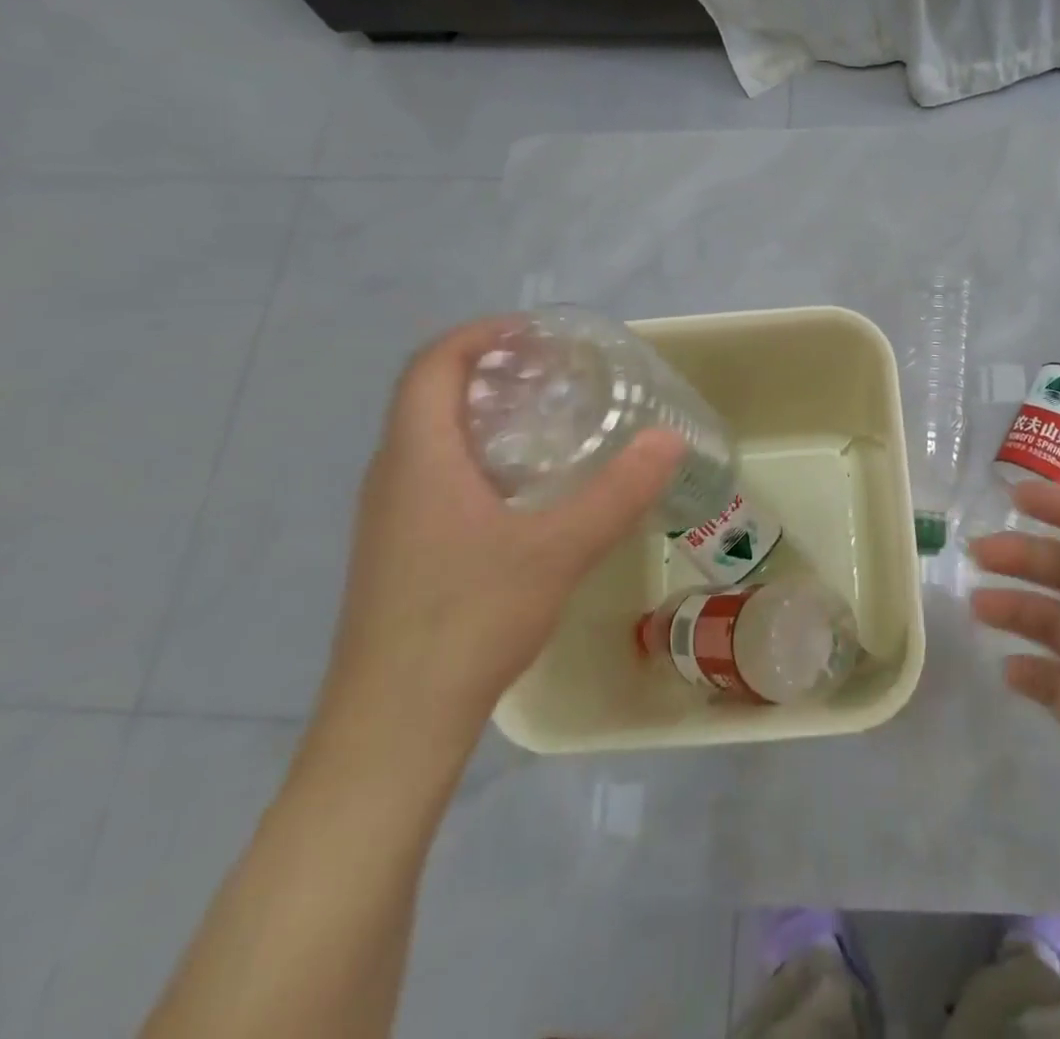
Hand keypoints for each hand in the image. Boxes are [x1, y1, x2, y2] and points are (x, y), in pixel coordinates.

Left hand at [313, 319, 684, 762]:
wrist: (393, 725)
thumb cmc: (468, 621)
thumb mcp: (558, 549)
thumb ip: (619, 492)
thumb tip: (671, 439)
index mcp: (418, 457)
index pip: (431, 364)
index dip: (478, 334)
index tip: (534, 333)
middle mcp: (392, 475)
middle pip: (429, 395)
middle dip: (486, 370)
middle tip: (553, 374)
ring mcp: (388, 517)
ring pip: (429, 439)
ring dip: (480, 415)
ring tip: (547, 422)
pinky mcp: (397, 551)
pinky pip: (433, 476)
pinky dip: (475, 457)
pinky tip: (522, 492)